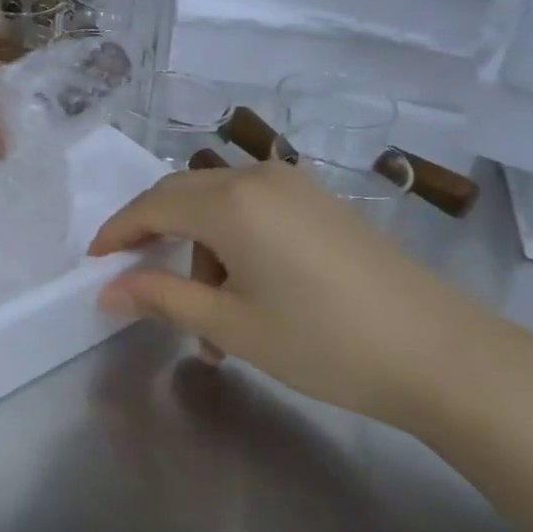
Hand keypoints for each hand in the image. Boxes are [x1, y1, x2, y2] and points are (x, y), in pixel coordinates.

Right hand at [89, 161, 532, 437]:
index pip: (153, 204)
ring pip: (221, 205)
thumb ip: (163, 298)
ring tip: (209, 319)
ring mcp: (297, 186)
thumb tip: (108, 290)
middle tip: (138, 283)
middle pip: (183, 194)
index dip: (117, 231)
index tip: (93, 262)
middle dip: (154, 236)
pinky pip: (256, 211)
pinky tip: (248, 295)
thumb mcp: (231, 326)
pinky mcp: (322, 203)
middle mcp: (260, 178)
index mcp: (232, 202)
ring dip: (200, 251)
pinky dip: (235, 245)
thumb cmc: (323, 342)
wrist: (439, 353)